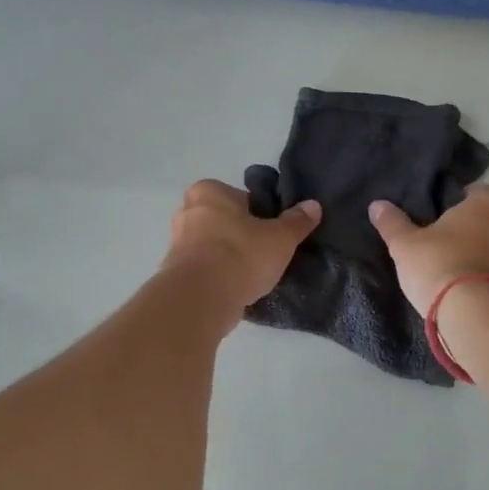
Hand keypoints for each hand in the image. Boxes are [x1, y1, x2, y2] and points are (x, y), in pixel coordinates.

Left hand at [163, 179, 320, 329]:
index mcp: (209, 191)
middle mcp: (187, 210)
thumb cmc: (241, 255)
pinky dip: (219, 275)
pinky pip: (205, 268)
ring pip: (214, 246)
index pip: (242, 198)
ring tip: (254, 275)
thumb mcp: (280, 238)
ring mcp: (177, 242)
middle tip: (266, 254)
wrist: (201, 298)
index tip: (273, 234)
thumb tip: (313, 205)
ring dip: (230, 257)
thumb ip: (297, 221)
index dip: (262, 216)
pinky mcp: (174, 272)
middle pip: (226, 221)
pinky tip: (237, 288)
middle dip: (243, 235)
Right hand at [369, 184, 488, 313]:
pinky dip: (488, 274)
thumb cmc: (440, 265)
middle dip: (474, 225)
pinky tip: (466, 286)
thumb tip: (377, 204)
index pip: (480, 190)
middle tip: (446, 238)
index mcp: (487, 203)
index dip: (463, 199)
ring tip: (454, 265)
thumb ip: (392, 223)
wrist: (475, 315)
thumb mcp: (405, 244)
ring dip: (483, 251)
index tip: (443, 212)